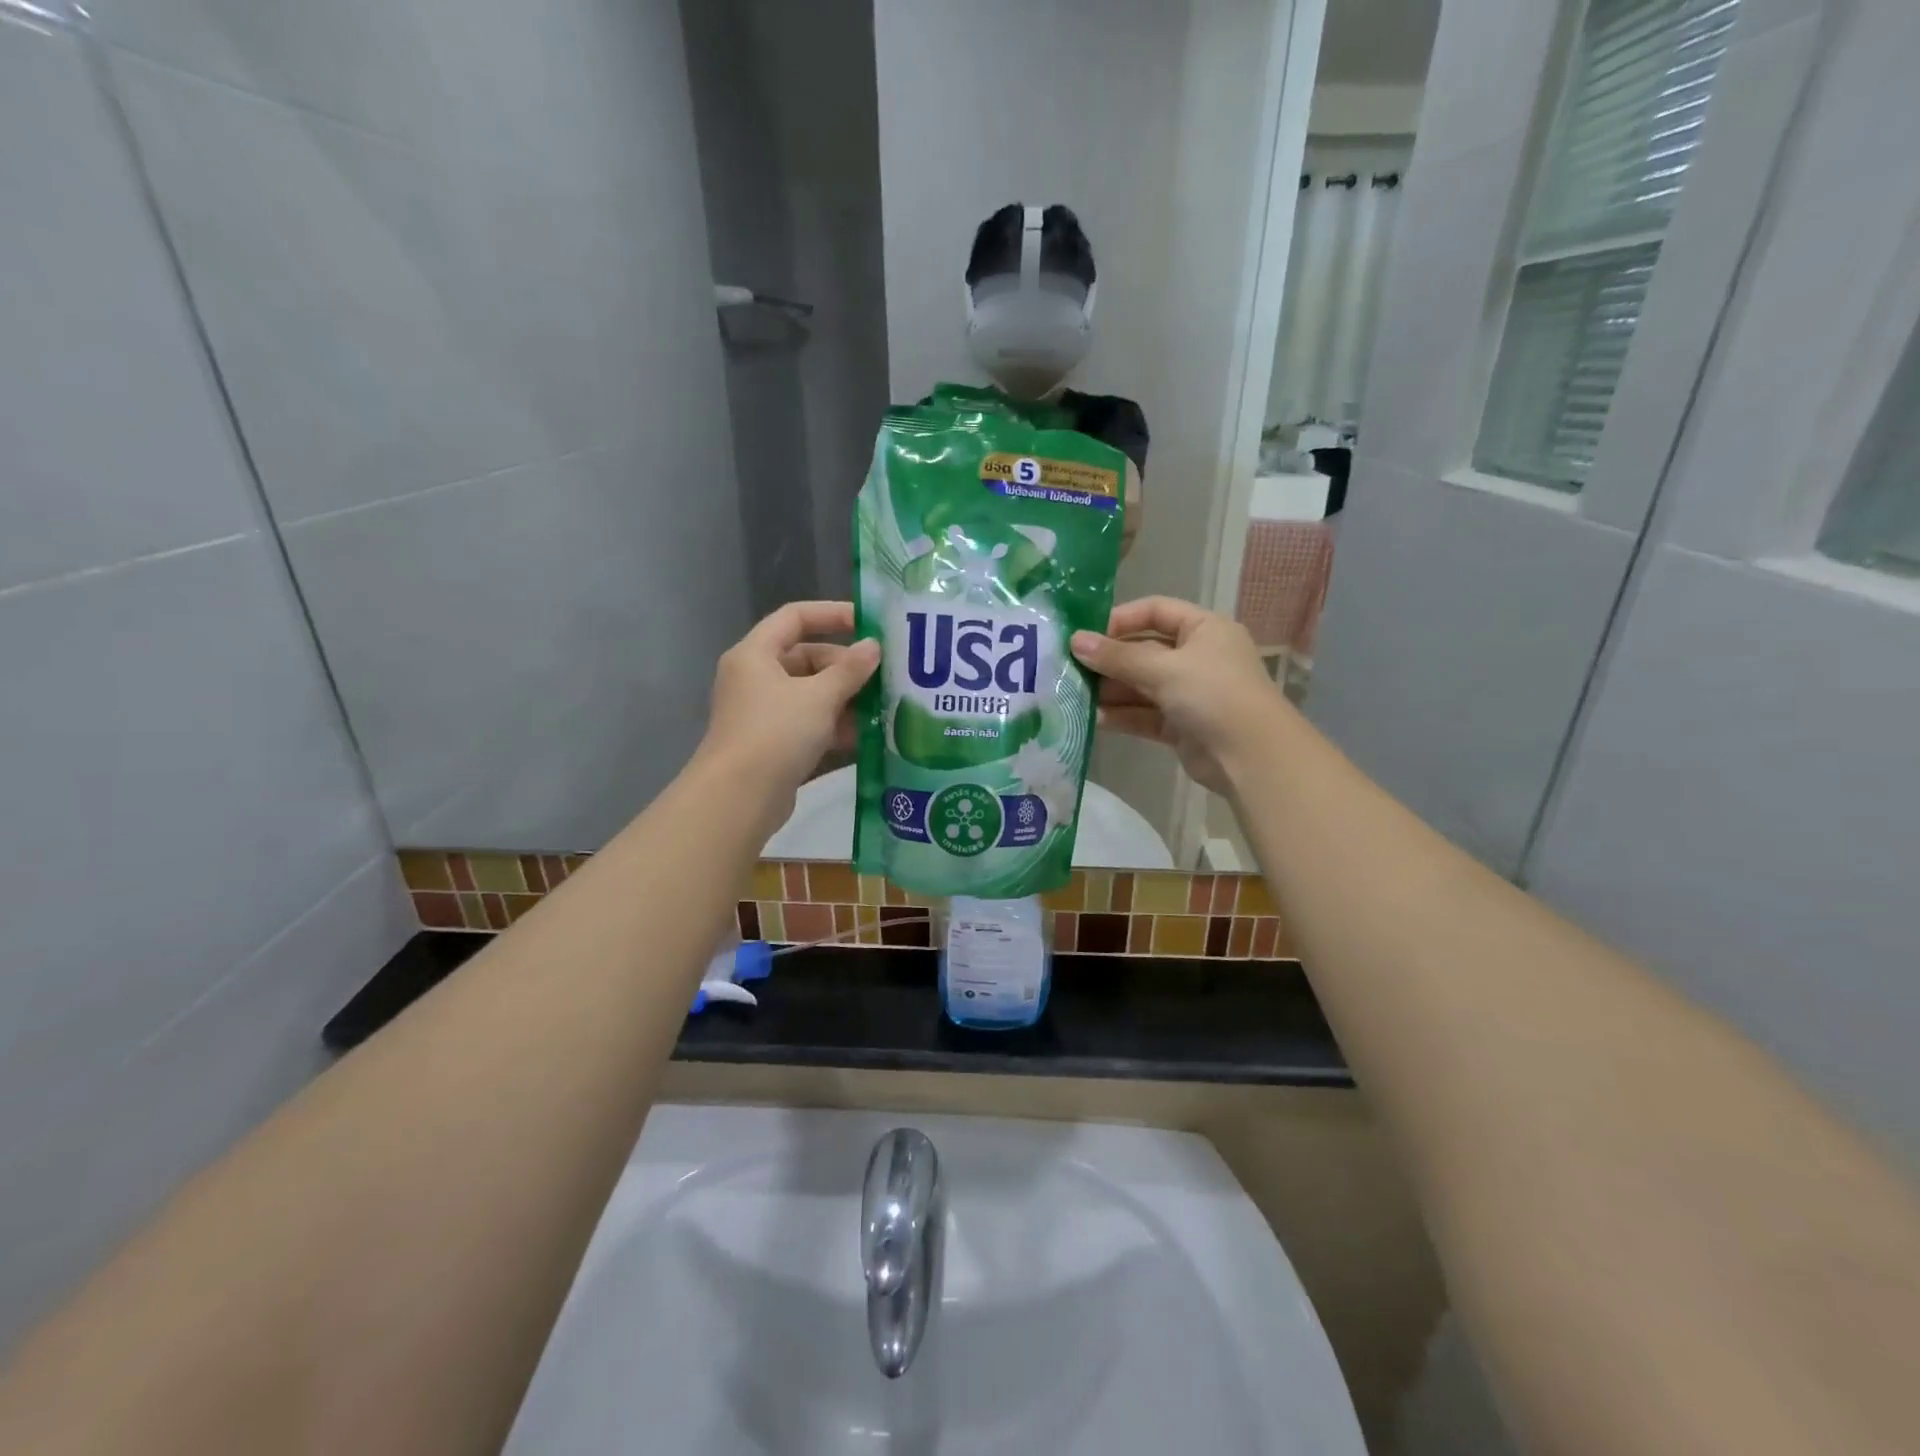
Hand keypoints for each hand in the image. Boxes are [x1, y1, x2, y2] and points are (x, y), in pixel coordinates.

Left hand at [699, 601, 879, 820]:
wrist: (740, 798)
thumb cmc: (776, 733)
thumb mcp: (819, 697)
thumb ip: (849, 670)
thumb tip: (873, 647)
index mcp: (755, 654)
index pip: (795, 617)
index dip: (832, 614)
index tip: (869, 624)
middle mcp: (755, 678)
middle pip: (807, 659)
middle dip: (846, 668)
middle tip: (884, 677)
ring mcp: (763, 714)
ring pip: (811, 695)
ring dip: (846, 700)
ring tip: (884, 707)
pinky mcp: (773, 745)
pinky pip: (809, 725)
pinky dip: (835, 727)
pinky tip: (867, 736)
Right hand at [1071, 596, 1278, 795]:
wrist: (1252, 757)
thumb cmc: (1213, 694)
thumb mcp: (1164, 668)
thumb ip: (1117, 657)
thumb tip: (1075, 641)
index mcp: (1204, 629)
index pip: (1155, 611)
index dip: (1120, 619)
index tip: (1085, 634)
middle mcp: (1197, 657)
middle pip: (1144, 651)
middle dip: (1109, 660)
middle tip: (1069, 667)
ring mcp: (1189, 693)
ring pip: (1141, 685)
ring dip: (1110, 690)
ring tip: (1074, 695)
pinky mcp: (1180, 725)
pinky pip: (1144, 714)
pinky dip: (1121, 716)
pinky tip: (1092, 719)